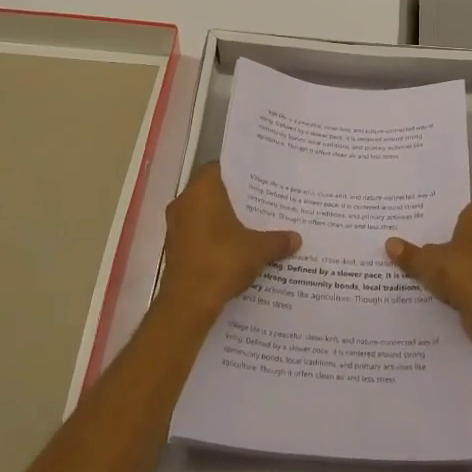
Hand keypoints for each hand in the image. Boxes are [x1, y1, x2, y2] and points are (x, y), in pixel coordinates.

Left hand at [156, 164, 299, 324]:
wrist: (188, 303)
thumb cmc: (222, 261)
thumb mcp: (257, 249)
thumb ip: (277, 240)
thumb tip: (296, 238)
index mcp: (201, 191)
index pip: (217, 168)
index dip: (237, 172)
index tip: (256, 178)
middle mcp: (184, 203)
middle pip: (211, 191)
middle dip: (233, 198)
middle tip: (260, 202)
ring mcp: (176, 227)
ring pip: (203, 214)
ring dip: (222, 220)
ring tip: (251, 226)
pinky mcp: (174, 249)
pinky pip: (197, 234)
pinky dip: (213, 238)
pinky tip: (235, 249)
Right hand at [386, 201, 471, 350]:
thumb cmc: (464, 274)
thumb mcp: (428, 263)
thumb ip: (410, 254)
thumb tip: (389, 243)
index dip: (459, 211)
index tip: (439, 219)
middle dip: (454, 239)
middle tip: (427, 242)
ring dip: (459, 264)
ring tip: (430, 268)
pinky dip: (464, 285)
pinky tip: (443, 292)